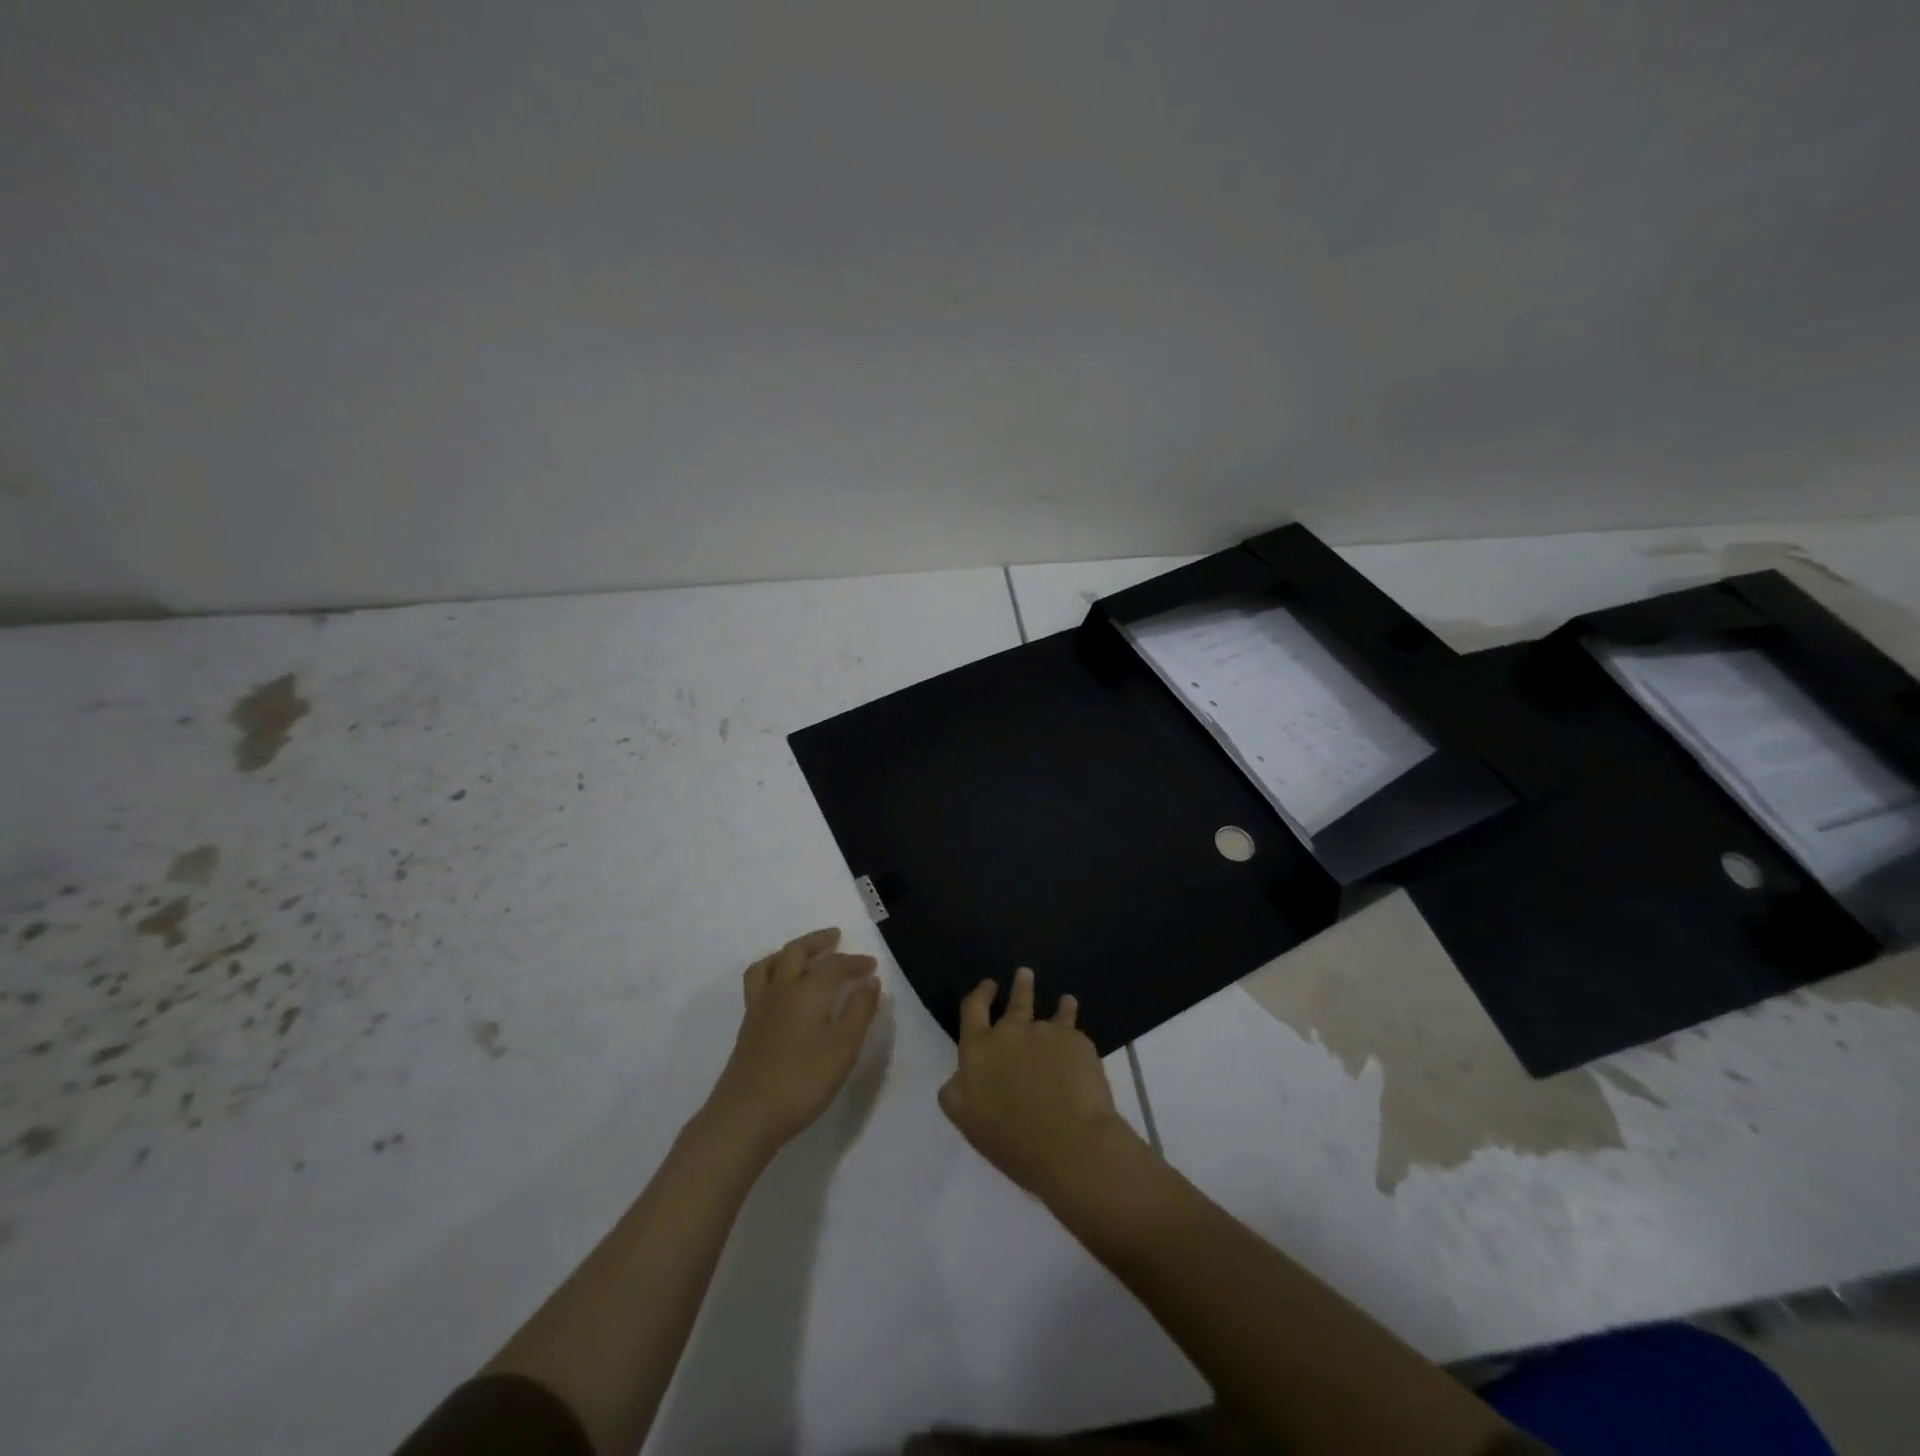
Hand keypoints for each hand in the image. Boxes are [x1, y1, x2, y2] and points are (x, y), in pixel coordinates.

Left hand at [705, 927, 881, 1154]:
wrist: (747, 1114)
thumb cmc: (803, 1080)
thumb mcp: (844, 1047)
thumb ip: (859, 1010)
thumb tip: (870, 981)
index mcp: (807, 991)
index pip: (834, 965)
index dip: (855, 962)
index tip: (871, 966)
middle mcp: (781, 990)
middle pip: (796, 952)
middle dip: (817, 941)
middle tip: (834, 937)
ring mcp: (760, 1007)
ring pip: (770, 963)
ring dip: (789, 951)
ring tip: (802, 954)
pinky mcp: (748, 1026)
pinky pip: (758, 981)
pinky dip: (772, 971)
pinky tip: (780, 988)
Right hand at [937, 966, 1143, 1199]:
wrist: (1069, 1142)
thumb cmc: (1011, 1139)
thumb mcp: (966, 1119)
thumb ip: (956, 1091)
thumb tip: (958, 1075)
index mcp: (979, 1049)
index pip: (973, 1009)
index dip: (980, 994)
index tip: (988, 985)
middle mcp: (1011, 1032)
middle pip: (1016, 1000)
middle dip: (1020, 986)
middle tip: (1024, 974)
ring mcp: (1046, 1033)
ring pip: (1052, 1011)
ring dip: (1056, 1004)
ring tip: (1064, 1000)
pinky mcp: (1077, 1042)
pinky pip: (1074, 1029)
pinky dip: (1074, 1027)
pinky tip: (1078, 1034)